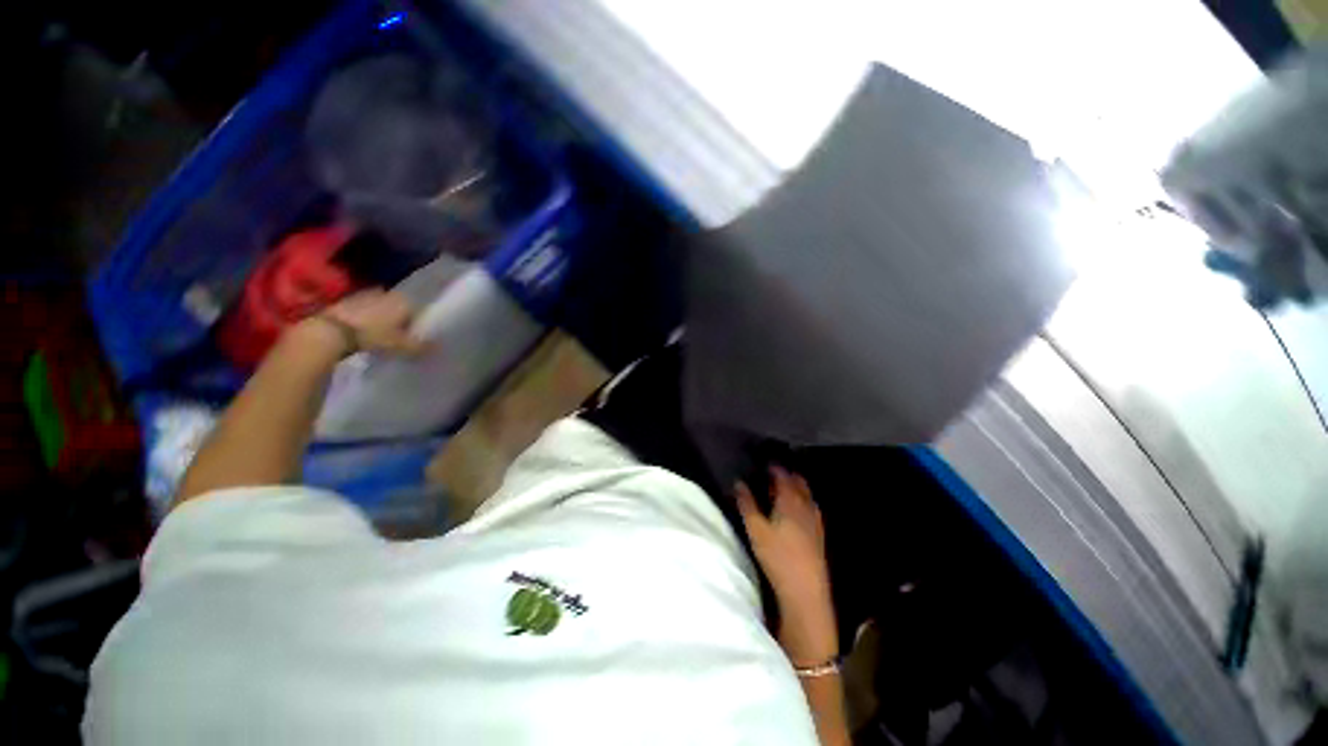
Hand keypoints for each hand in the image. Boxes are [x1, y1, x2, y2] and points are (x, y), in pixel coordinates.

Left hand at [290, 288, 423, 358]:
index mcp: (403, 300)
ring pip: (379, 308)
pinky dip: (364, 320)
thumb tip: (437, 347)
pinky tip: (363, 333)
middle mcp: (386, 292)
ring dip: (381, 319)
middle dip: (399, 319)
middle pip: (397, 307)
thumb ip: (419, 346)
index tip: (416, 336)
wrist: (330, 331)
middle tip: (399, 337)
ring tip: (381, 336)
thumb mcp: (401, 345)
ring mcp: (364, 294)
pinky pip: (362, 311)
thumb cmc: (373, 335)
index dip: (417, 323)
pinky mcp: (345, 301)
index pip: (417, 310)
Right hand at [736, 467, 837, 665]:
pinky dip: (803, 502)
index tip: (764, 464)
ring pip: (807, 495)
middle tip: (773, 475)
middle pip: (799, 482)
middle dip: (787, 475)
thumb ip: (746, 504)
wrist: (806, 591)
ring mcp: (815, 520)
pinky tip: (797, 512)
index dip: (774, 468)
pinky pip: (811, 508)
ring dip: (796, 488)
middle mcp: (806, 505)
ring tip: (783, 490)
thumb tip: (739, 483)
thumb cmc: (777, 556)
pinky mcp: (819, 535)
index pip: (783, 475)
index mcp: (790, 500)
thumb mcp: (755, 529)